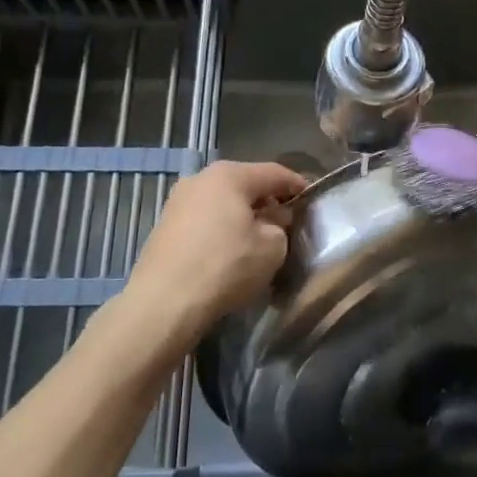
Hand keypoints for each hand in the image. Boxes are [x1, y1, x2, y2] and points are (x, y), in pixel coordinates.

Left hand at [125, 160, 306, 327]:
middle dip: (268, 201)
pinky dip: (222, 229)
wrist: (164, 303)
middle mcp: (200, 179)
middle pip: (245, 184)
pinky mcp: (165, 227)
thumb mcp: (273, 247)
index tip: (312, 198)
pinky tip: (231, 251)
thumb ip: (281, 225)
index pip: (274, 173)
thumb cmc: (226, 266)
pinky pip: (205, 220)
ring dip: (243, 216)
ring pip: (223, 203)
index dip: (297, 185)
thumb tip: (274, 219)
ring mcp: (178, 202)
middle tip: (288, 221)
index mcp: (229, 175)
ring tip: (260, 238)